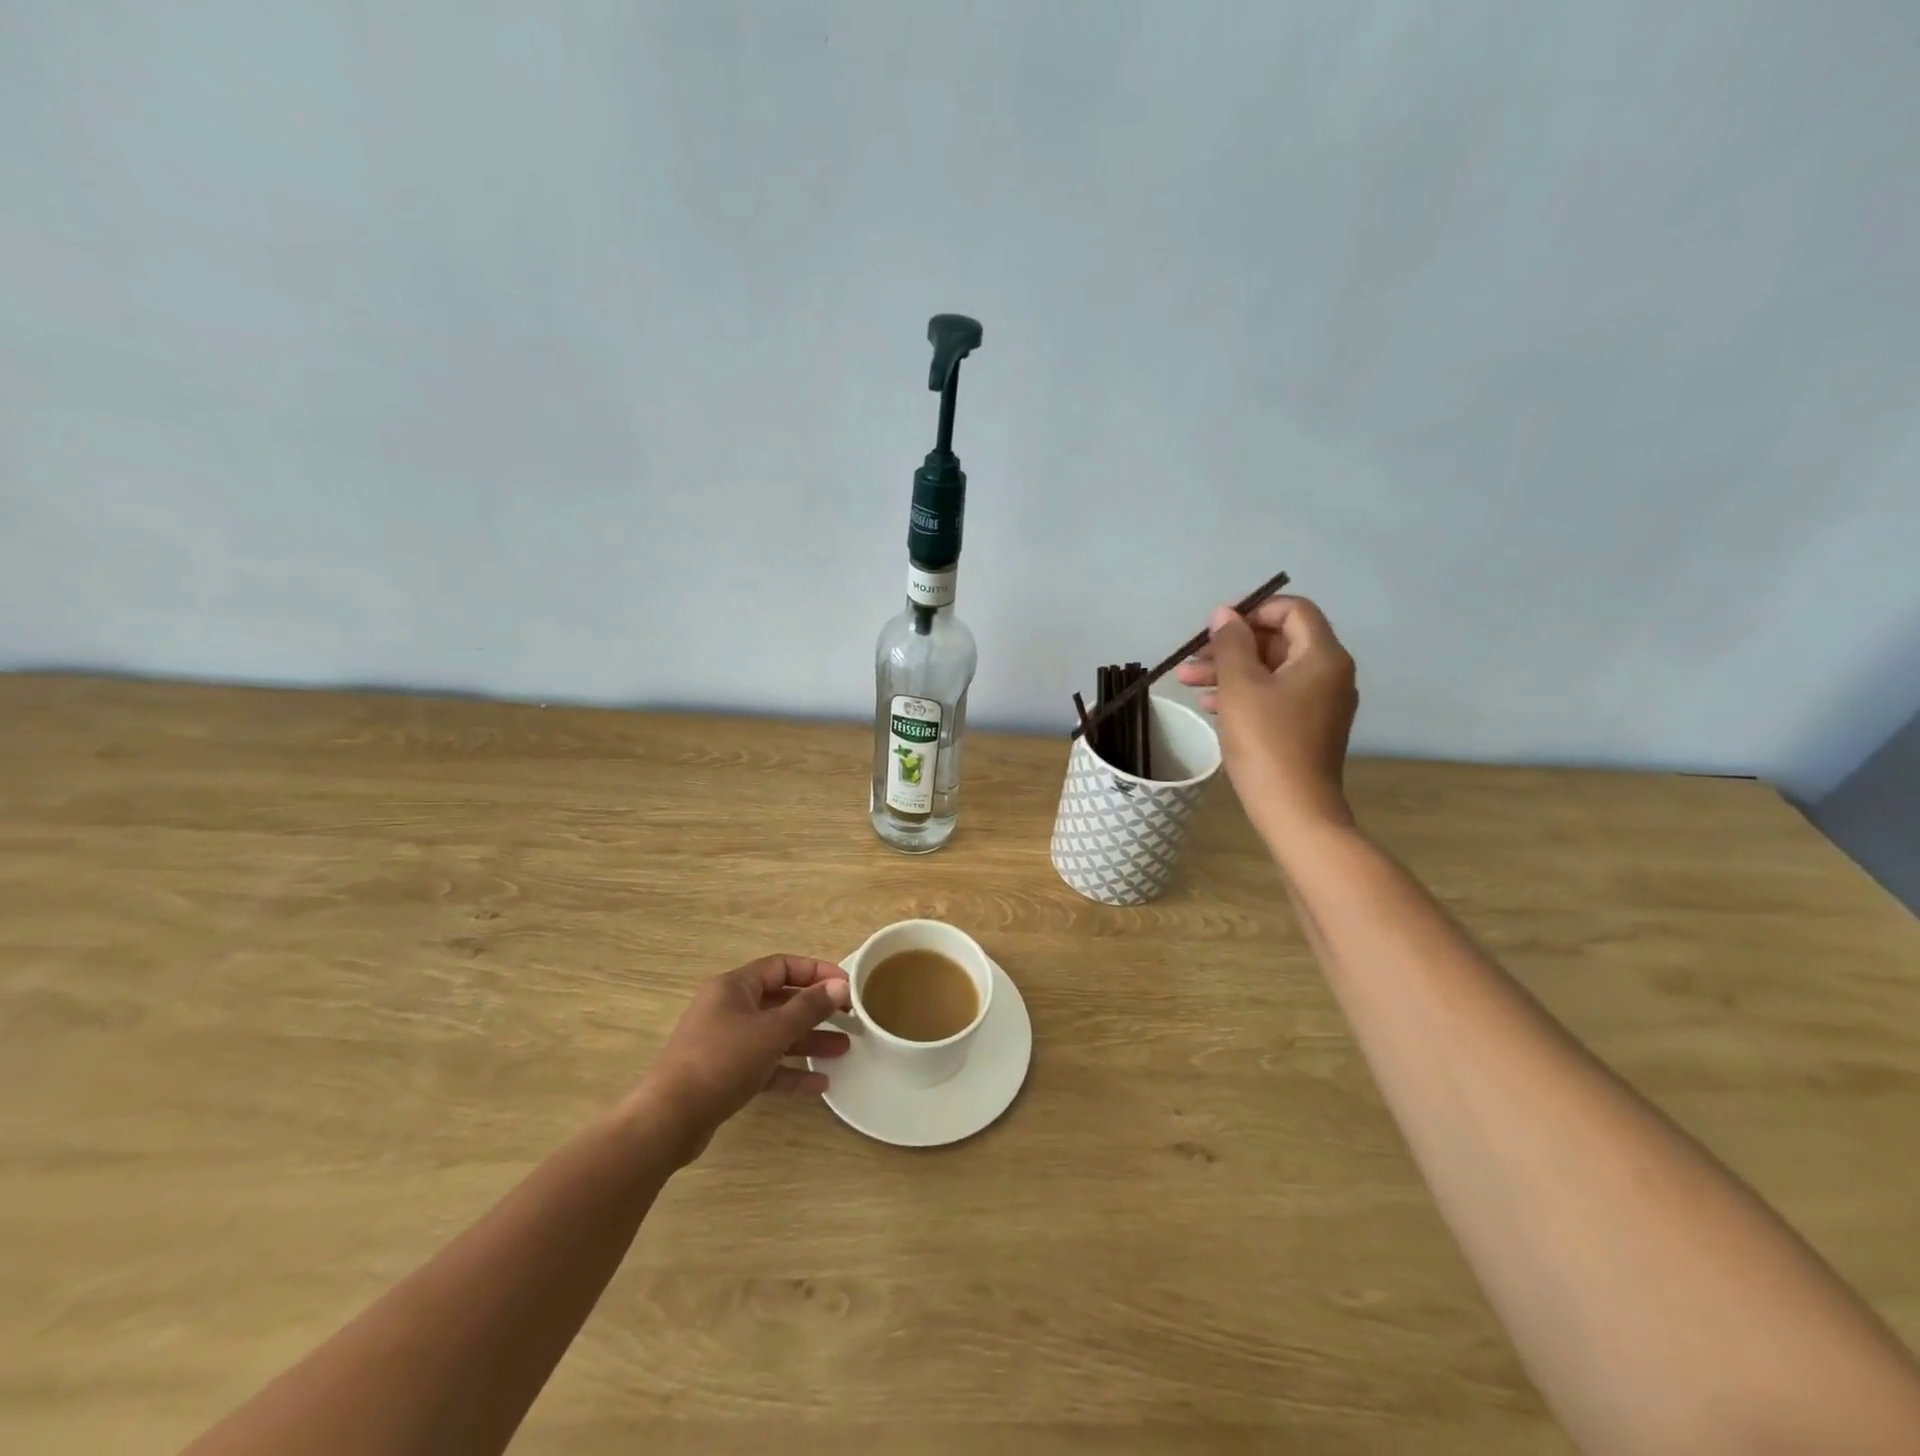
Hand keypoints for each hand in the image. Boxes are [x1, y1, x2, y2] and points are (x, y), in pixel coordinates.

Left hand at [637, 956, 851, 1163]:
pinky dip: (790, 1070)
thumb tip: (839, 985)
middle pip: (781, 1001)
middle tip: (850, 1020)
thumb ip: (808, 1007)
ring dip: (808, 1041)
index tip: (846, 985)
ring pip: (775, 1034)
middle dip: (817, 1011)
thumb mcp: (771, 1031)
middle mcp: (729, 1008)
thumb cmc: (721, 1062)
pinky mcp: (725, 1074)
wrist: (668, 1120)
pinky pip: (765, 1064)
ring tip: (844, 1051)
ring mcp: (725, 1042)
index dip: (816, 972)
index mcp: (735, 987)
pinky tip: (819, 1084)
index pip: (782, 966)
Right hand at [1175, 595, 1357, 838]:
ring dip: (1229, 671)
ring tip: (1186, 682)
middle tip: (1192, 658)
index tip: (1216, 626)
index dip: (1253, 609)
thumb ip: (1230, 643)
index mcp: (1322, 656)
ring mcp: (1320, 703)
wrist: (1294, 808)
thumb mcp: (1240, 686)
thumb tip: (1225, 615)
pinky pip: (1275, 695)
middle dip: (1231, 646)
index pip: (1293, 610)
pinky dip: (1243, 693)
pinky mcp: (1308, 727)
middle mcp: (1329, 673)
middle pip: (1278, 641)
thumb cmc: (1266, 741)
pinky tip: (1209, 705)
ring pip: (1271, 671)